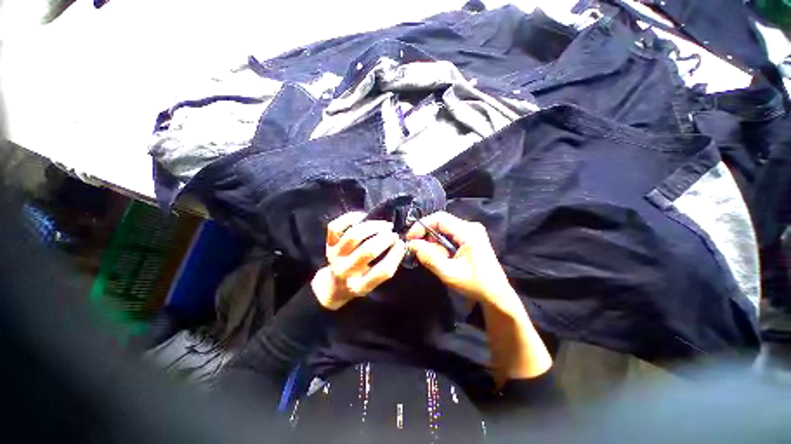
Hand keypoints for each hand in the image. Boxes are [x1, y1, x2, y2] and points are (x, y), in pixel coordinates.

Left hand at [312, 212, 406, 309]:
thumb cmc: (358, 281)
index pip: (383, 270)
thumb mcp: (373, 282)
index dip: (396, 255)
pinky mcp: (328, 244)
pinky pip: (336, 226)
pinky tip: (363, 217)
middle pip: (368, 251)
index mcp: (360, 286)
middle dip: (385, 238)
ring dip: (373, 226)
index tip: (402, 243)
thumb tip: (399, 244)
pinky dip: (350, 218)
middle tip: (393, 233)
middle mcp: (345, 271)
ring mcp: (334, 256)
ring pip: (354, 235)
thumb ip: (385, 267)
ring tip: (384, 225)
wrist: (333, 284)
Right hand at [406, 212, 515, 309]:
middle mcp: (471, 227)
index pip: (440, 218)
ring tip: (432, 257)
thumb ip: (428, 257)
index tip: (410, 238)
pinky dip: (441, 244)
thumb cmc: (475, 285)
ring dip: (434, 242)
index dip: (422, 225)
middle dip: (427, 235)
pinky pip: (450, 235)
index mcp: (469, 232)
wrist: (496, 295)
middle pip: (441, 222)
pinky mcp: (471, 238)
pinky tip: (441, 257)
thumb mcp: (448, 273)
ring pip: (444, 229)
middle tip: (418, 250)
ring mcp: (472, 231)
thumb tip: (411, 244)